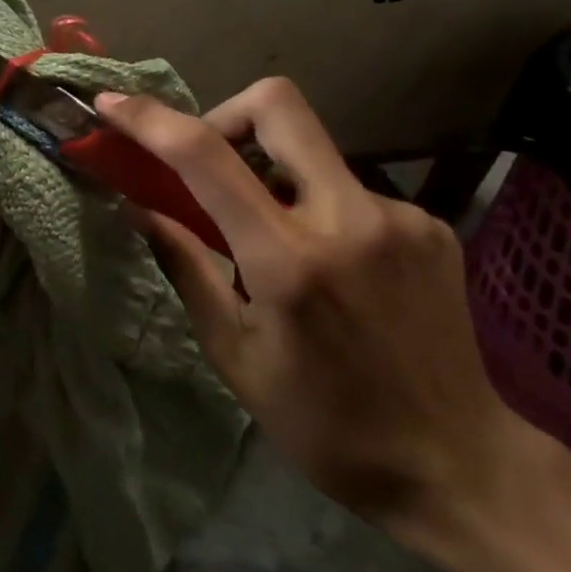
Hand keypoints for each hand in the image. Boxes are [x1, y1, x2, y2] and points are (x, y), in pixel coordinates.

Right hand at [95, 78, 537, 535]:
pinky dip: (315, 211)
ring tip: (270, 245)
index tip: (112, 105)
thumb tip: (137, 207)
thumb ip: (185, 265)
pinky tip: (327, 269)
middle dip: (224, 115)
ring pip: (312, 152)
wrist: (458, 467)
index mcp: (289, 260)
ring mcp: (401, 216)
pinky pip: (349, 189)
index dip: (149, 119)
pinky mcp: (431, 226)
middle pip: (277, 104)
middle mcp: (350, 218)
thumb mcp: (233, 352)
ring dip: (272, 177)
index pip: (206, 156)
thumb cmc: (323, 422)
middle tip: (206, 167)